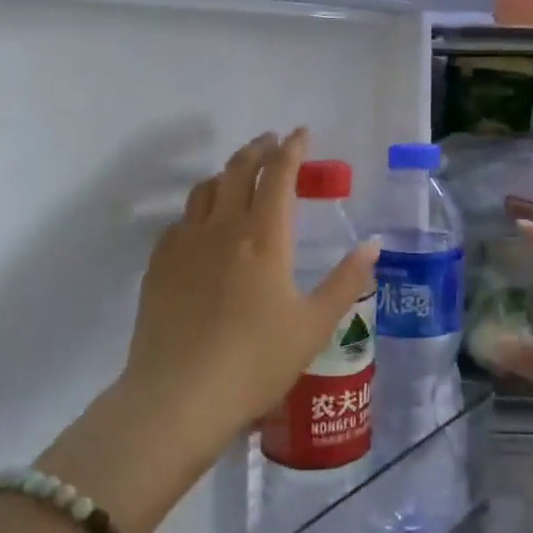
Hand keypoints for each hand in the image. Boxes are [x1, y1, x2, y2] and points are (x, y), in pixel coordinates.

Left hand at [118, 129, 377, 461]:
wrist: (178, 399)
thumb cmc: (256, 361)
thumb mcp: (314, 325)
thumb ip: (346, 281)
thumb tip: (373, 245)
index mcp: (264, 236)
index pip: (279, 174)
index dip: (292, 149)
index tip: (301, 133)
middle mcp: (223, 228)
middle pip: (238, 170)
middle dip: (258, 149)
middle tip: (271, 142)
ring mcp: (185, 244)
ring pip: (205, 190)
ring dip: (227, 173)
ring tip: (239, 176)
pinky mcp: (159, 266)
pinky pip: (181, 221)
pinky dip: (199, 209)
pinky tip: (203, 226)